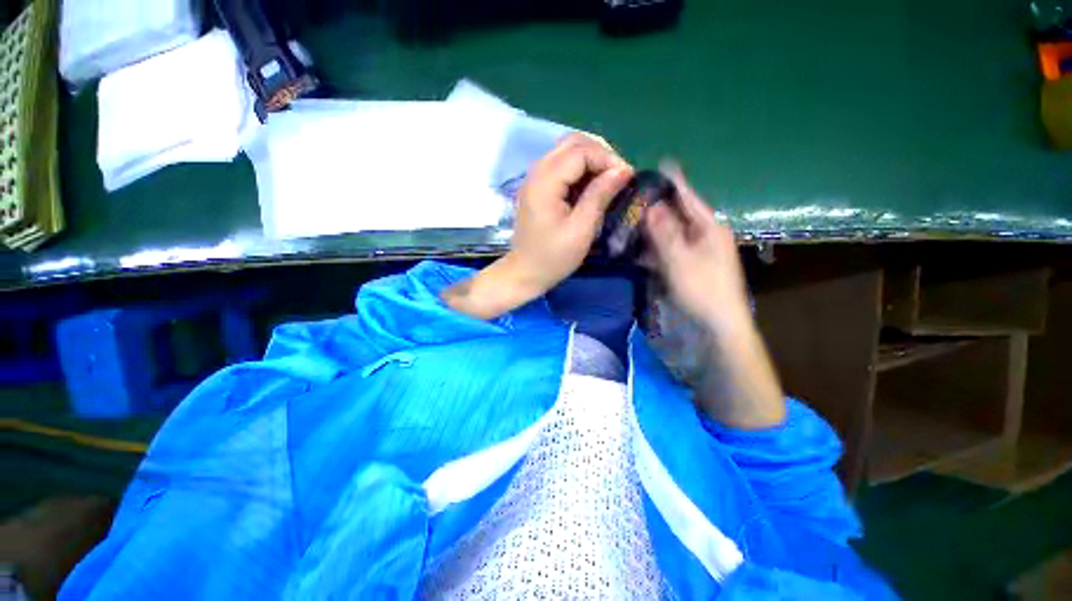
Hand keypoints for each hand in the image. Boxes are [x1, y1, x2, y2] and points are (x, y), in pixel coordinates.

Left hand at [507, 133, 633, 295]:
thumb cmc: (553, 257)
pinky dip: (580, 169)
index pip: (580, 151)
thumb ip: (599, 196)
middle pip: (572, 142)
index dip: (608, 158)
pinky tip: (591, 186)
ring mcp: (534, 178)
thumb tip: (623, 170)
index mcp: (545, 182)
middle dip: (601, 153)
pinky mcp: (537, 186)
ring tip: (608, 181)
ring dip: (591, 159)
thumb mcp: (581, 230)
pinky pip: (561, 165)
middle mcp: (536, 172)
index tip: (627, 177)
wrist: (525, 272)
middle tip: (618, 176)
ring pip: (567, 150)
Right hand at [643, 162, 750, 334]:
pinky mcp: (690, 266)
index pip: (689, 198)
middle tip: (635, 198)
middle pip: (679, 216)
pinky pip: (670, 251)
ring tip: (631, 221)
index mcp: (710, 228)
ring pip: (672, 234)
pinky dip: (655, 249)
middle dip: (657, 208)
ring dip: (653, 230)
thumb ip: (664, 233)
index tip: (662, 163)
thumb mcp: (680, 260)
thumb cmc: (702, 289)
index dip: (675, 182)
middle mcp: (705, 235)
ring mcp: (698, 252)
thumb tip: (652, 207)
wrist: (718, 324)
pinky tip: (640, 249)